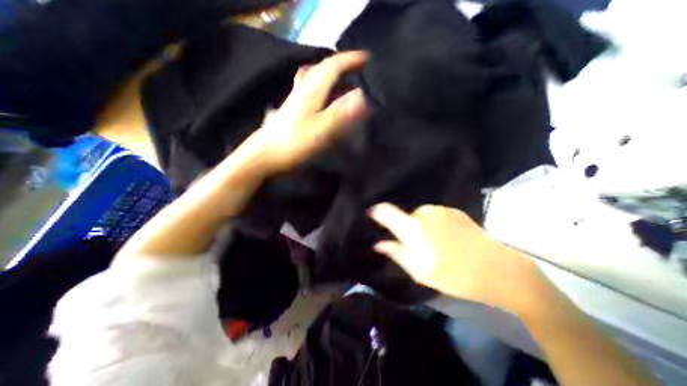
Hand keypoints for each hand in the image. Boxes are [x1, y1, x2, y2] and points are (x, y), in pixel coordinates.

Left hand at [243, 50, 367, 173]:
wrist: (266, 153)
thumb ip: (340, 112)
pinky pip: (307, 87)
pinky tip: (319, 93)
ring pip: (312, 76)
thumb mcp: (321, 129)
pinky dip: (318, 84)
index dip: (350, 60)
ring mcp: (295, 97)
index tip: (366, 57)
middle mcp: (303, 88)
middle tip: (354, 67)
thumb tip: (362, 96)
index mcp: (312, 90)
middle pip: (321, 68)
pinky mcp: (291, 108)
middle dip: (339, 63)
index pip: (332, 66)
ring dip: (327, 72)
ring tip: (340, 77)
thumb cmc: (295, 142)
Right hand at [371, 204, 536, 307]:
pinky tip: (447, 237)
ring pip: (420, 216)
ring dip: (421, 226)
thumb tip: (378, 244)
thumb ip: (396, 253)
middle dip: (406, 228)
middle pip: (405, 216)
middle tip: (416, 246)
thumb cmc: (455, 275)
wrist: (498, 270)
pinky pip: (434, 215)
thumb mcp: (420, 271)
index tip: (371, 214)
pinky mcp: (453, 210)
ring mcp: (441, 209)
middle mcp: (425, 213)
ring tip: (435, 243)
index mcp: (414, 229)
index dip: (376, 211)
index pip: (386, 211)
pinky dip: (434, 223)